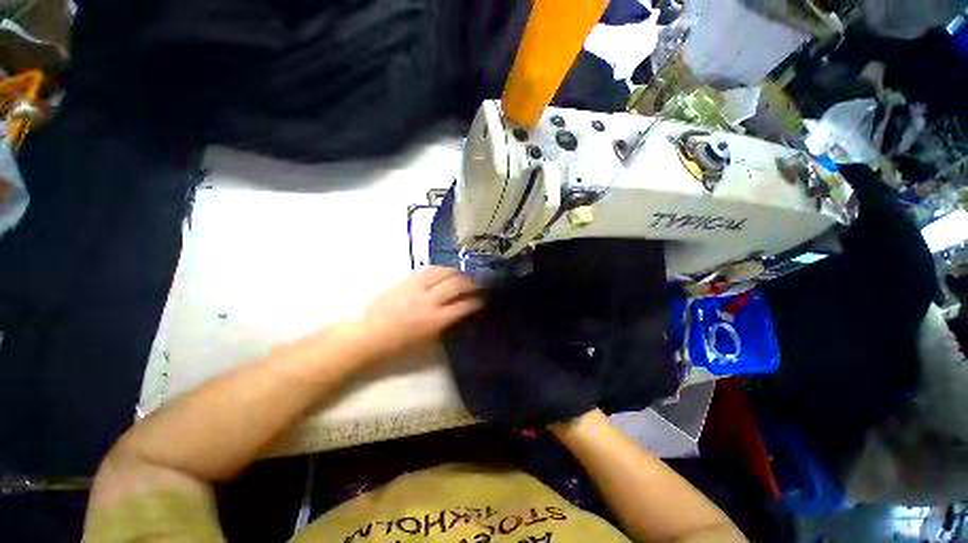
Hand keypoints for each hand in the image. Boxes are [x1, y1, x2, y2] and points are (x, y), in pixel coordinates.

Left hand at [358, 267, 482, 361]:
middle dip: (471, 283)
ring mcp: (417, 288)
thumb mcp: (428, 339)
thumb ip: (445, 324)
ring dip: (456, 272)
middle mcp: (430, 301)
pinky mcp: (407, 280)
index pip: (464, 306)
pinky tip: (444, 270)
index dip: (476, 301)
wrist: (371, 334)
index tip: (482, 299)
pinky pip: (427, 270)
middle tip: (477, 282)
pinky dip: (439, 269)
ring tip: (462, 273)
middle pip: (457, 285)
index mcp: (436, 320)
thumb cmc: (400, 344)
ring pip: (443, 273)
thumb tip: (458, 313)